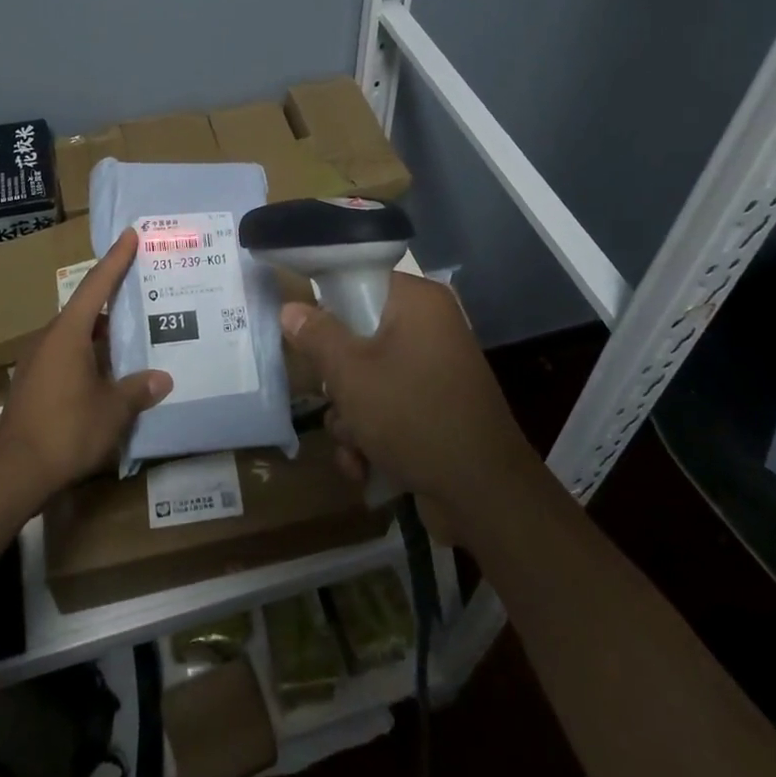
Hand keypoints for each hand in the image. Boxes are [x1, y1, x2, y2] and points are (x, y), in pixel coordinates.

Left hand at [0, 229, 171, 498]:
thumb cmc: (67, 430)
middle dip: (114, 297)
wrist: (14, 472)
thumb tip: (163, 379)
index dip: (116, 259)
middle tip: (143, 287)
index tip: (130, 235)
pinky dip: (90, 353)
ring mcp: (38, 360)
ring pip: (77, 334)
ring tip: (134, 330)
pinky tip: (109, 369)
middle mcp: (50, 337)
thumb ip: (138, 390)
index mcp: (68, 332)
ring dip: (103, 331)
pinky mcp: (34, 382)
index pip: (96, 285)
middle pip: (86, 308)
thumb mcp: (112, 410)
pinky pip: (68, 354)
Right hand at [281, 274, 531, 515]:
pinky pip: (388, 408)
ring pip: (368, 378)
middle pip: (359, 335)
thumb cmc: (413, 416)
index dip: (327, 304)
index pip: (361, 280)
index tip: (306, 332)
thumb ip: (317, 335)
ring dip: (350, 417)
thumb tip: (290, 308)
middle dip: (337, 380)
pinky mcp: (434, 409)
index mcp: (418, 303)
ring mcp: (434, 371)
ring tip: (353, 445)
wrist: (484, 496)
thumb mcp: (351, 373)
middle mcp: (430, 328)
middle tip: (334, 398)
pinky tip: (363, 467)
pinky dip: (372, 436)